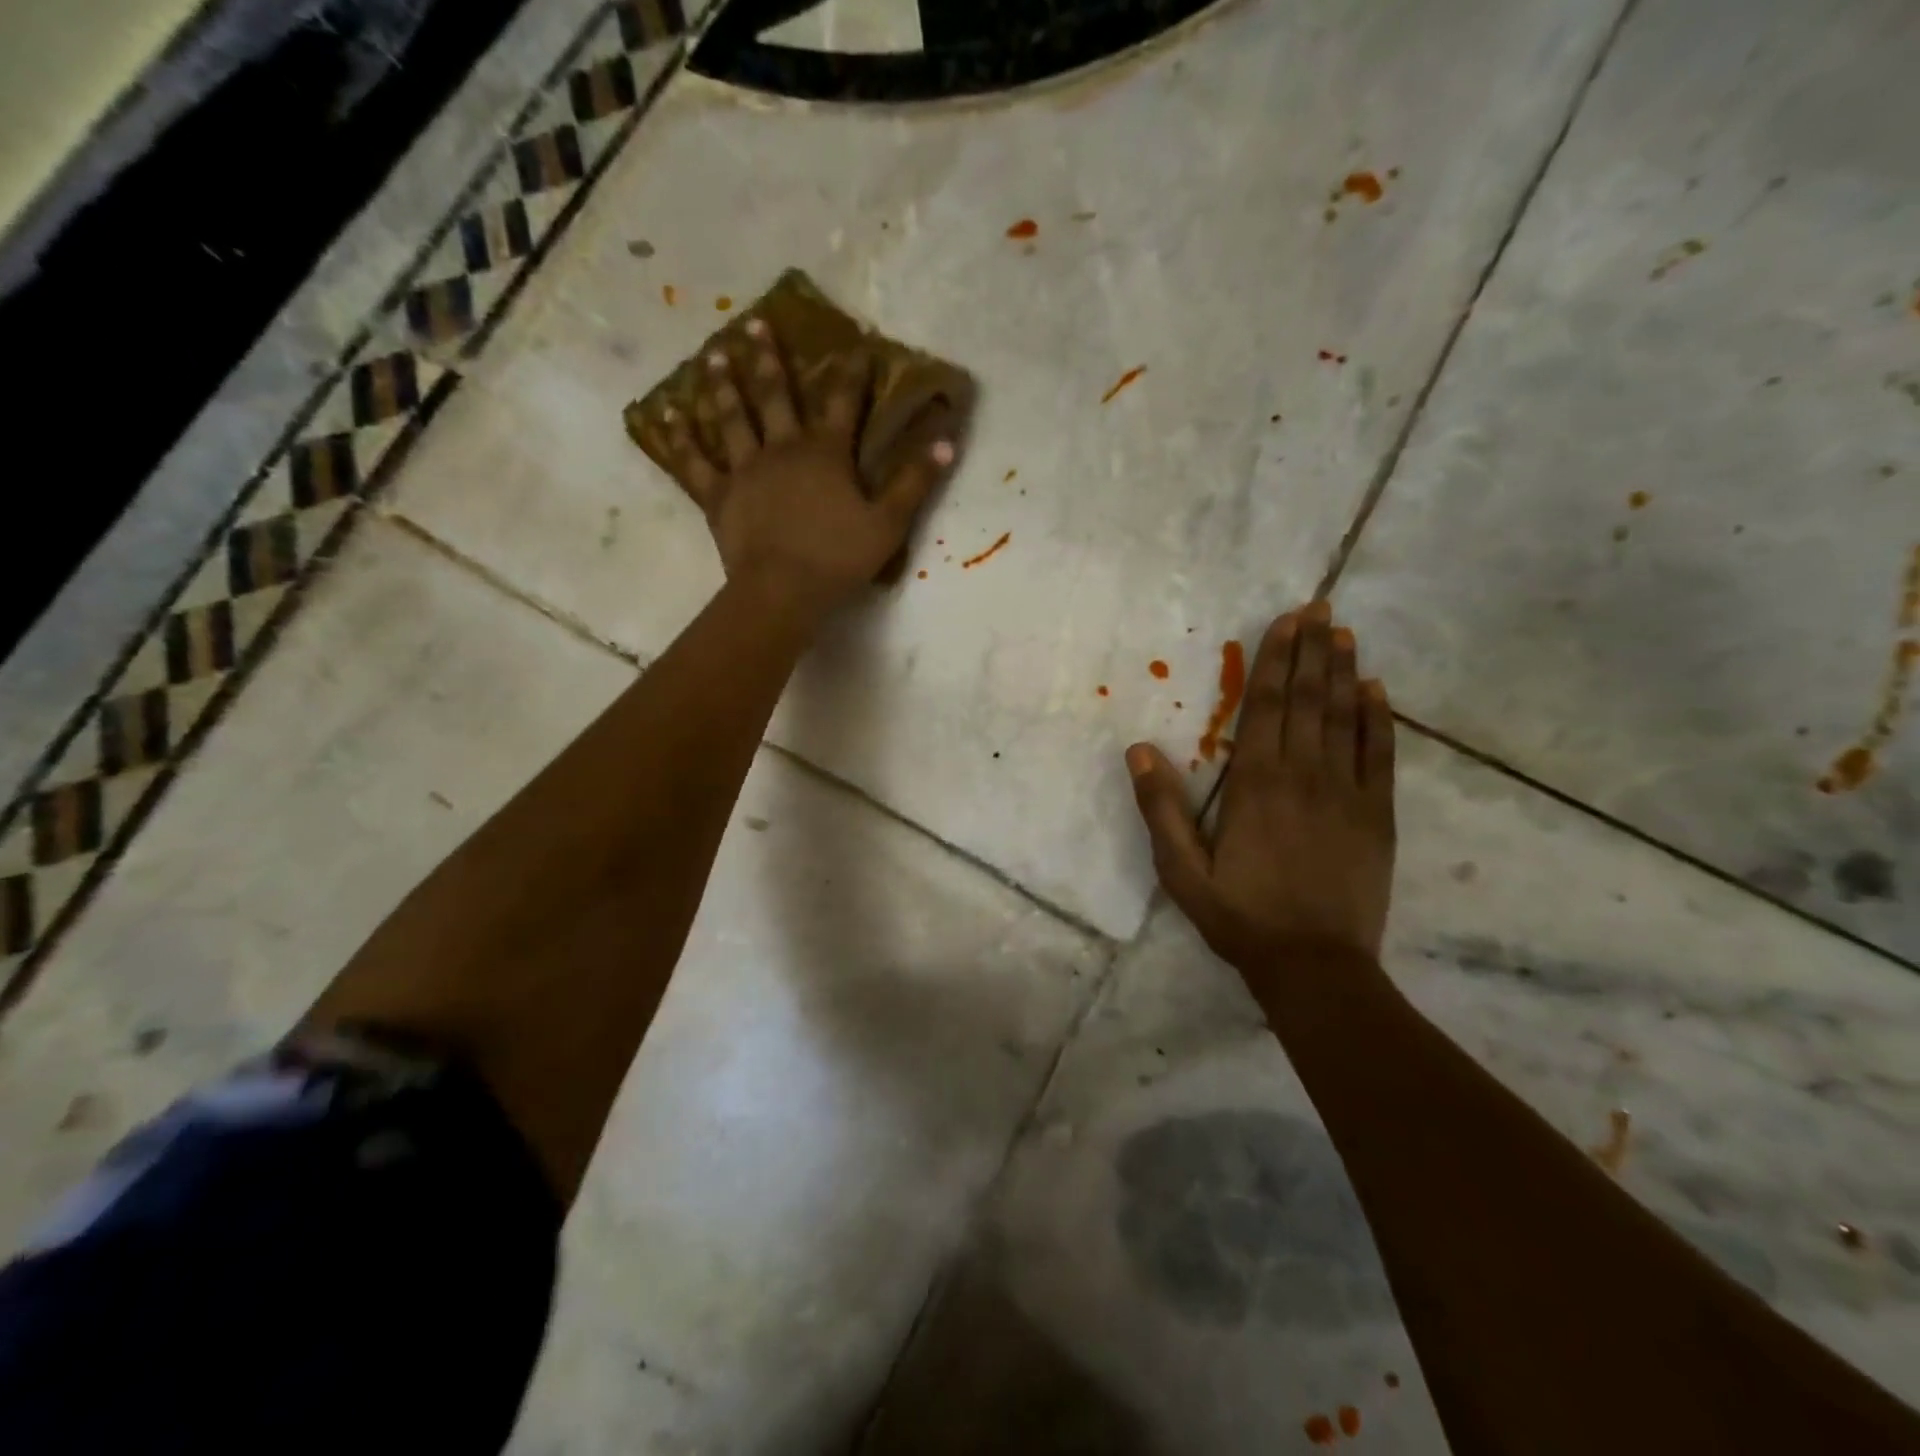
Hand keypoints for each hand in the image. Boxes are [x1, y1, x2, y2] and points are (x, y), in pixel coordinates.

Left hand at [642, 316, 955, 621]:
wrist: (782, 591)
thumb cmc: (838, 559)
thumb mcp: (888, 523)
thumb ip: (915, 481)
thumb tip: (946, 440)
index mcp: (825, 453)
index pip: (843, 403)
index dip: (851, 373)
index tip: (856, 345)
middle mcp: (782, 449)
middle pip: (774, 396)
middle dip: (767, 359)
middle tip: (753, 323)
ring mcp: (745, 470)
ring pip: (731, 418)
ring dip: (722, 385)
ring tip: (713, 355)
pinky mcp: (718, 496)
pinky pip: (694, 462)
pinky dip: (679, 438)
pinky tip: (664, 415)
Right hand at [1126, 601, 1397, 971]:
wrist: (1314, 966)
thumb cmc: (1240, 915)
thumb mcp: (1181, 869)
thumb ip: (1161, 809)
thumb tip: (1139, 750)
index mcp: (1254, 784)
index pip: (1264, 706)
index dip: (1275, 660)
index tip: (1285, 622)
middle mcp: (1303, 775)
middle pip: (1307, 700)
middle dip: (1312, 651)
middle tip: (1320, 608)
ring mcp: (1346, 793)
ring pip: (1345, 718)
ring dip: (1343, 673)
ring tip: (1344, 634)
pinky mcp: (1376, 815)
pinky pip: (1379, 755)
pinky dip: (1378, 720)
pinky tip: (1376, 691)